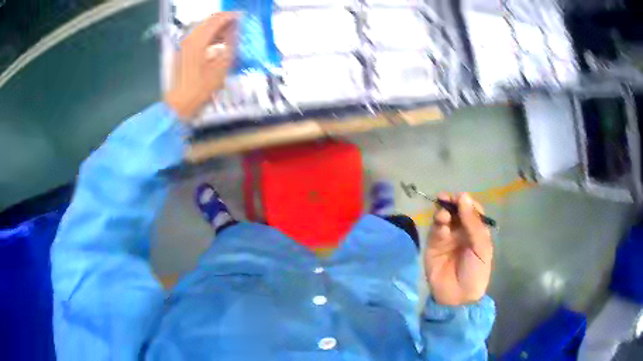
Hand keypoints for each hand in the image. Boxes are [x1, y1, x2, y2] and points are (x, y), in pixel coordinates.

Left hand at [164, 12, 237, 119]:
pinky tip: (219, 42)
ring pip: (203, 27)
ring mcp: (184, 43)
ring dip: (217, 27)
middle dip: (224, 20)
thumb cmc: (201, 88)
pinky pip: (198, 35)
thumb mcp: (221, 66)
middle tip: (237, 24)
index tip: (242, 18)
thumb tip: (236, 31)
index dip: (231, 17)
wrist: (180, 102)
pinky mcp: (183, 50)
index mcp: (198, 41)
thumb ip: (230, 45)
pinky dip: (209, 35)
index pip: (217, 20)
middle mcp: (189, 38)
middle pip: (209, 20)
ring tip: (230, 33)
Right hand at [425, 193, 492, 305]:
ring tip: (444, 215)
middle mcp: (461, 231)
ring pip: (443, 217)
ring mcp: (446, 237)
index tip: (460, 198)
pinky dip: (437, 225)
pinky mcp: (433, 245)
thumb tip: (464, 196)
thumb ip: (473, 223)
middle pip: (455, 210)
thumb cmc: (475, 272)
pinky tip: (441, 226)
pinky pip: (435, 230)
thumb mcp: (481, 247)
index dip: (466, 202)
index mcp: (476, 231)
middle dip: (451, 202)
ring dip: (443, 212)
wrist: (458, 297)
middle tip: (446, 198)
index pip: (471, 209)